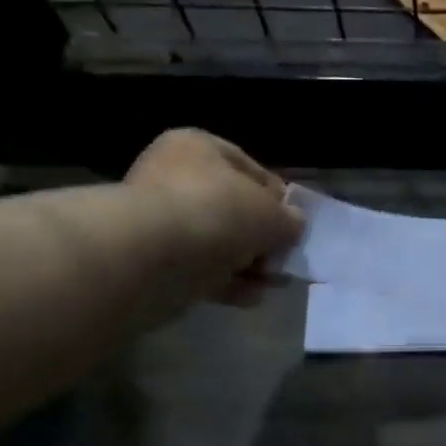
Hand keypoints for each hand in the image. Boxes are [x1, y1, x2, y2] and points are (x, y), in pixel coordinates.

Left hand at [125, 129, 303, 307]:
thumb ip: (289, 219)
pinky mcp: (151, 259)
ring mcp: (158, 219)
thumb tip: (294, 225)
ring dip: (247, 263)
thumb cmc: (218, 212)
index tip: (294, 224)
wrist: (153, 256)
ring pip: (217, 241)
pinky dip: (224, 281)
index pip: (250, 168)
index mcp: (197, 147)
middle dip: (262, 237)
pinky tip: (248, 297)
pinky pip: (197, 267)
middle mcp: (173, 176)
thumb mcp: (271, 213)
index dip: (277, 198)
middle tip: (284, 258)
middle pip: (233, 208)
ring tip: (272, 283)